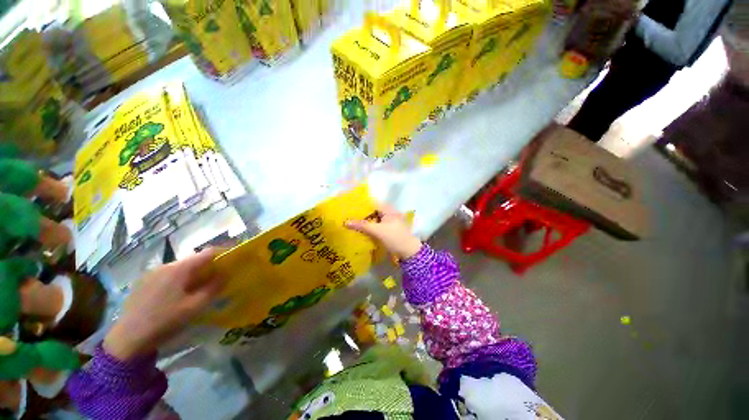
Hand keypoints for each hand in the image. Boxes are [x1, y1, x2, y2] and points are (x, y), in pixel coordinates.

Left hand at [104, 249, 224, 360]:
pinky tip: (173, 301)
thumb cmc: (166, 320)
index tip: (233, 261)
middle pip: (191, 262)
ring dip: (190, 278)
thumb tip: (225, 274)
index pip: (206, 254)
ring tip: (195, 295)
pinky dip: (177, 283)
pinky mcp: (145, 281)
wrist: (133, 331)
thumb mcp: (192, 310)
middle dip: (206, 270)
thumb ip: (210, 291)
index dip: (222, 255)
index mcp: (180, 269)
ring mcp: (154, 271)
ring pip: (178, 270)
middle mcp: (166, 264)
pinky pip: (166, 277)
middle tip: (216, 284)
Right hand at [345, 205, 421, 259]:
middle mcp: (391, 213)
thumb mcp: (377, 231)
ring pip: (376, 219)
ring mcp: (392, 222)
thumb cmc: (394, 238)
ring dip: (367, 222)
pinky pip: (379, 226)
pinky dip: (372, 228)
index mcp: (389, 209)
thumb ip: (362, 225)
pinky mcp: (391, 230)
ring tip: (354, 224)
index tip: (350, 209)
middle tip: (350, 217)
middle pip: (374, 211)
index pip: (373, 203)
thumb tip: (346, 222)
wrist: (409, 252)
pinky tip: (364, 232)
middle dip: (363, 214)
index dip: (362, 206)